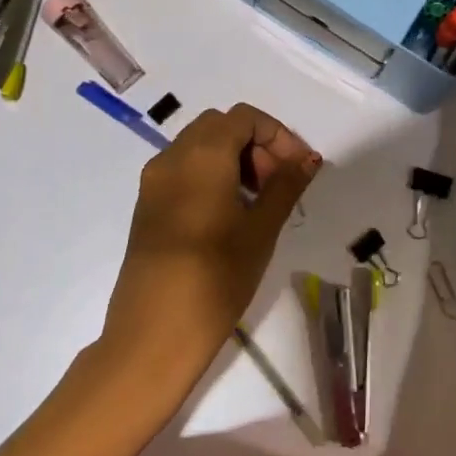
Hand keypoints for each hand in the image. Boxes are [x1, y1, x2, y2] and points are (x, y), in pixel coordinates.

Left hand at [100, 103, 320, 387]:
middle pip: (220, 126)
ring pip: (200, 146)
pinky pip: (184, 169)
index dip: (277, 135)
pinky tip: (230, 215)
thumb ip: (286, 185)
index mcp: (202, 154)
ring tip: (258, 201)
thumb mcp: (261, 229)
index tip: (298, 169)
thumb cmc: (215, 278)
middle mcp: (173, 157)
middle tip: (278, 183)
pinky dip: (212, 175)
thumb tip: (308, 158)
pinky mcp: (147, 206)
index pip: (245, 118)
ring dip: (234, 159)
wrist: (151, 337)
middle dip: (255, 144)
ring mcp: (154, 182)